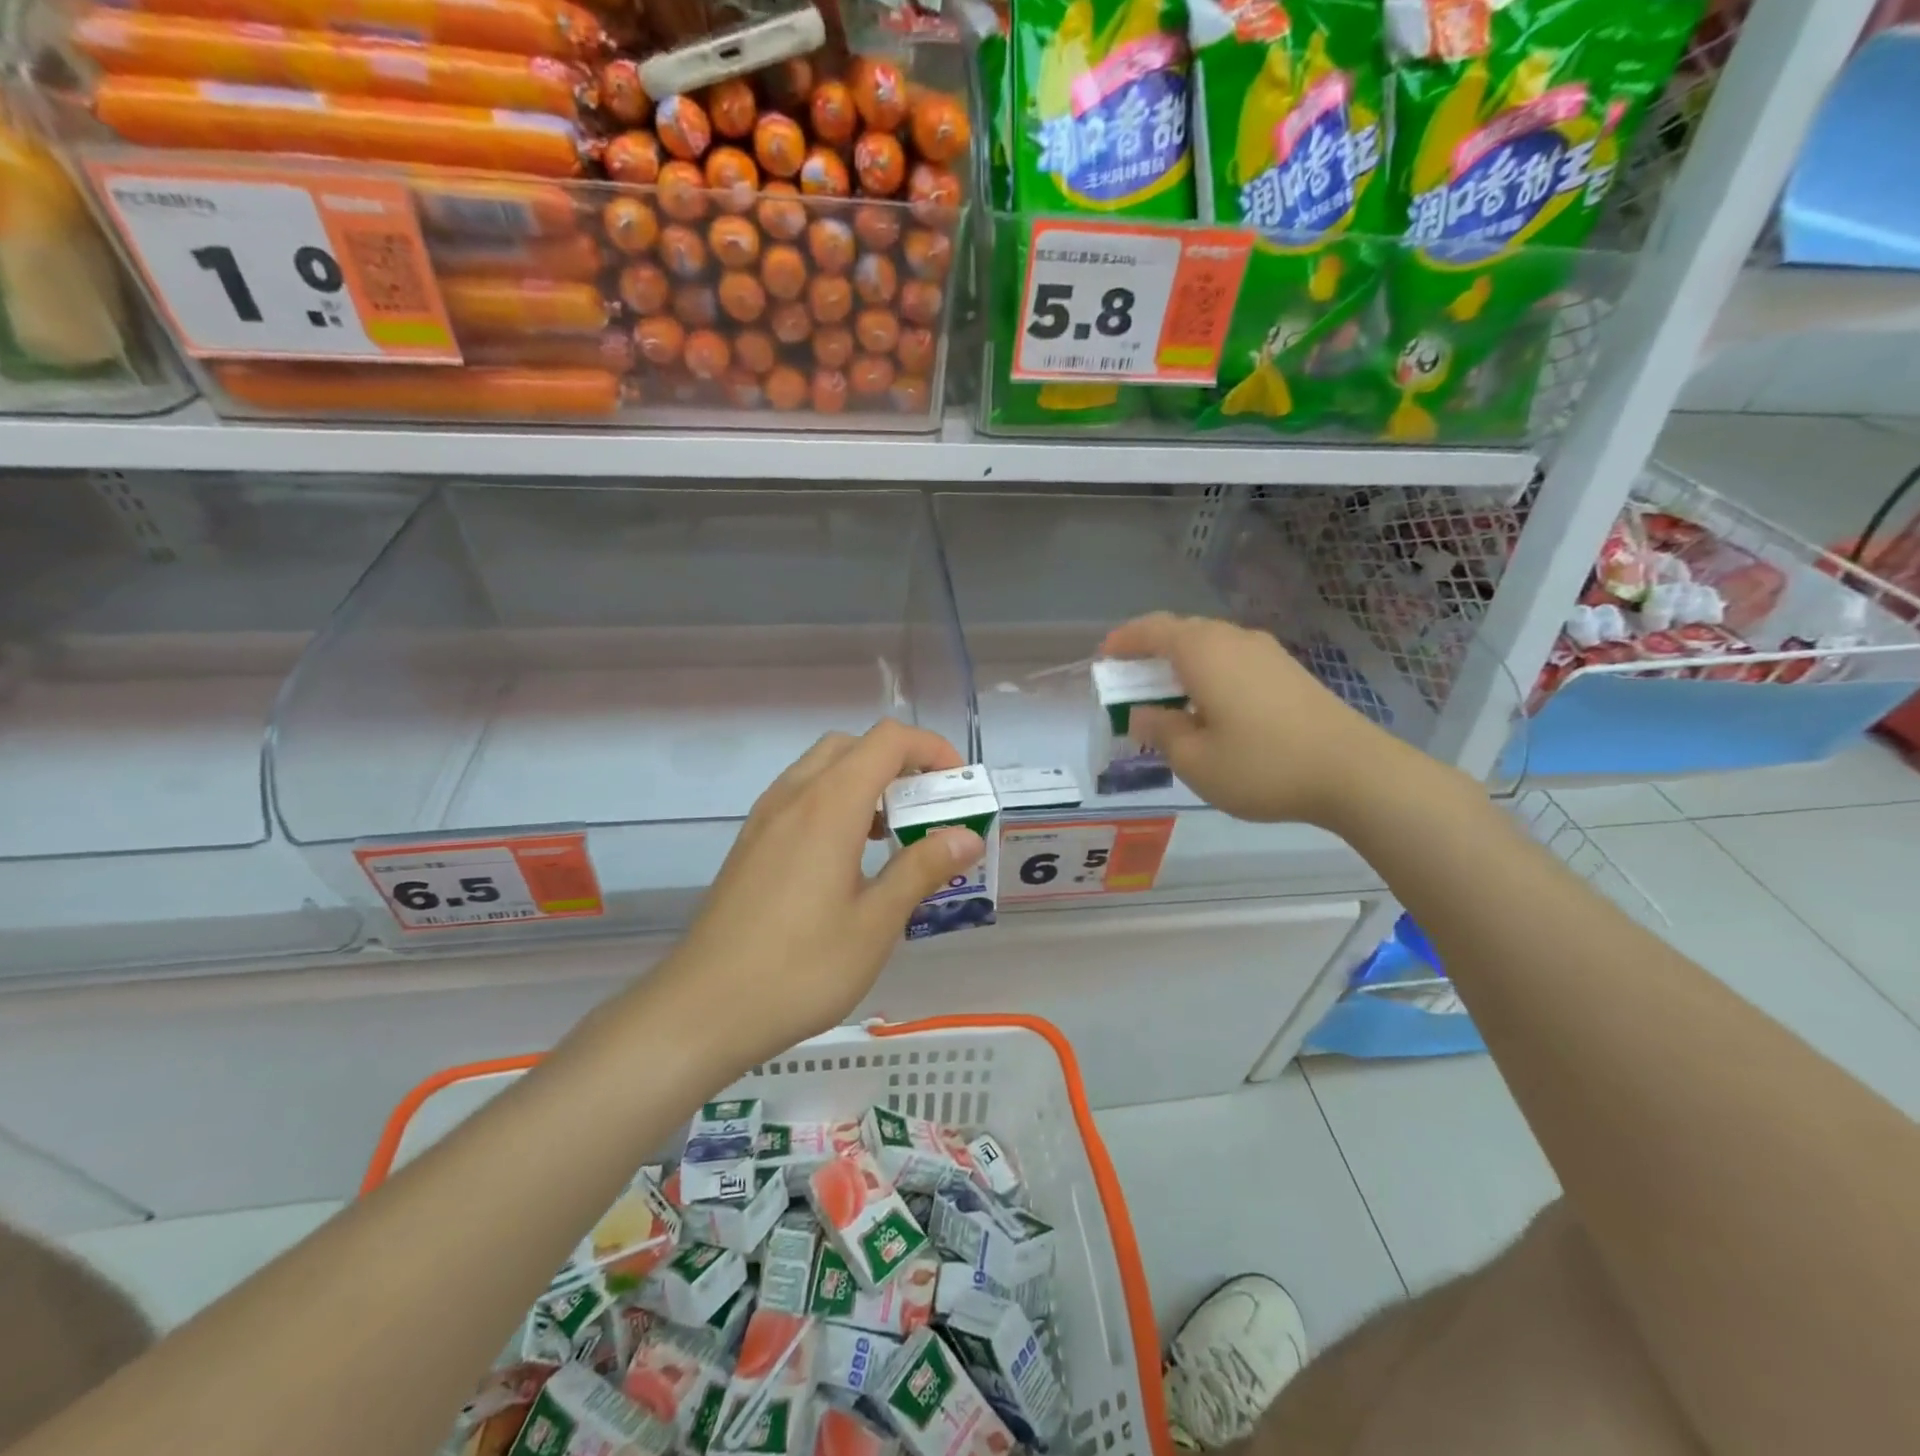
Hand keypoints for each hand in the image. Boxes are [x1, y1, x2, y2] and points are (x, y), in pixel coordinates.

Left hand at [657, 720, 984, 1067]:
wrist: (703, 1009)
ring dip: (864, 782)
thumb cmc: (801, 968)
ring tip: (890, 835)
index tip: (958, 788)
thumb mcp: (875, 923)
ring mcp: (765, 818)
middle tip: (926, 808)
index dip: (931, 750)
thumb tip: (967, 836)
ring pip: (822, 769)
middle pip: (853, 746)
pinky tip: (846, 859)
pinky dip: (834, 803)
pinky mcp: (750, 843)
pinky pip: (800, 797)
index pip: (889, 741)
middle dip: (899, 763)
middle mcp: (794, 796)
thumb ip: (922, 869)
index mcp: (829, 805)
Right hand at [1099, 612, 1403, 829]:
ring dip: (1181, 662)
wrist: (1354, 772)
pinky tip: (1211, 705)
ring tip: (1168, 695)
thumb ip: (1160, 732)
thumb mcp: (1194, 759)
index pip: (1152, 630)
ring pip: (1210, 644)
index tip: (1103, 658)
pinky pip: (1233, 658)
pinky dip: (1209, 671)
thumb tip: (1144, 715)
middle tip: (1131, 680)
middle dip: (1150, 650)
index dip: (1123, 641)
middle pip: (1182, 631)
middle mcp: (1234, 639)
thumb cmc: (1262, 765)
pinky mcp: (1288, 671)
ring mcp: (1266, 652)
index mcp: (1203, 652)